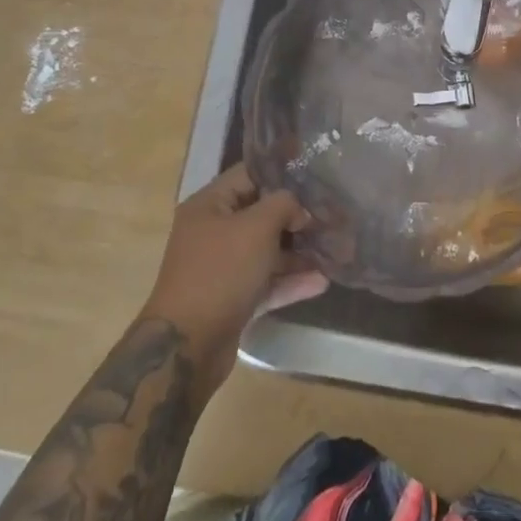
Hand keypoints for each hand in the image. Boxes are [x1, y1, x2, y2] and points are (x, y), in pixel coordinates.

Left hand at [139, 163, 327, 390]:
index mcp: (209, 205)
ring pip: (265, 251)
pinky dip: (289, 281)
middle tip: (330, 214)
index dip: (281, 173)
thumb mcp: (256, 227)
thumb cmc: (221, 272)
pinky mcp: (231, 300)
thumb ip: (283, 205)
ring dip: (297, 252)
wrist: (187, 348)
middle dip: (295, 216)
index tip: (315, 175)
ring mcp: (221, 268)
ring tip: (333, 249)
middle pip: (259, 214)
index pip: (249, 175)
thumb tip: (300, 209)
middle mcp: (212, 232)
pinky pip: (265, 282)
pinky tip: (321, 282)